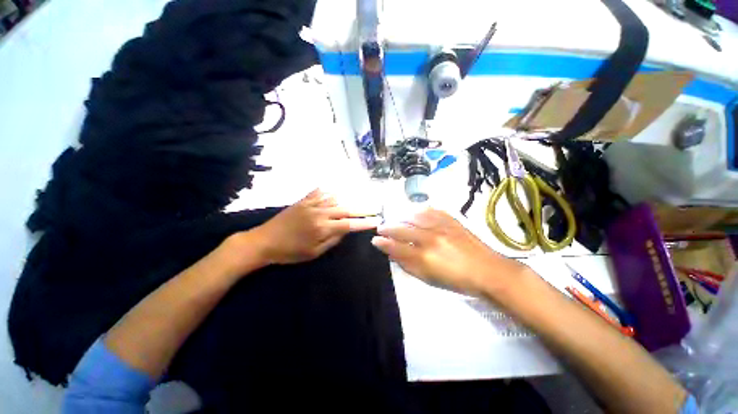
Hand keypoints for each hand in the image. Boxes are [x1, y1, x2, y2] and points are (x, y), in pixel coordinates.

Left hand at [249, 189, 381, 264]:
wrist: (263, 241)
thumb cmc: (289, 252)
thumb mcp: (313, 252)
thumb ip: (332, 240)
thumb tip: (346, 230)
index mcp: (322, 228)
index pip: (349, 224)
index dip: (364, 222)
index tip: (376, 221)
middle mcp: (319, 213)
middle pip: (345, 209)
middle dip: (362, 209)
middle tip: (374, 208)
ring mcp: (310, 205)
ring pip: (335, 199)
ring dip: (348, 200)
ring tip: (359, 201)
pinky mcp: (302, 201)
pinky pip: (319, 192)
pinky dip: (328, 191)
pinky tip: (334, 190)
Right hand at [371, 209, 526, 295]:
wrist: (488, 271)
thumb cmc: (457, 280)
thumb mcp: (429, 279)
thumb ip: (408, 265)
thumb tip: (393, 254)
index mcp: (424, 257)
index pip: (396, 246)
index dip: (383, 243)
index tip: (375, 239)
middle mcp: (430, 238)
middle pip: (402, 229)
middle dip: (388, 227)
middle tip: (381, 227)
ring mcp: (441, 226)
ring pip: (413, 216)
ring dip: (401, 217)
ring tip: (396, 220)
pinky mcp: (451, 220)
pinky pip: (430, 210)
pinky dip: (419, 211)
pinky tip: (414, 212)